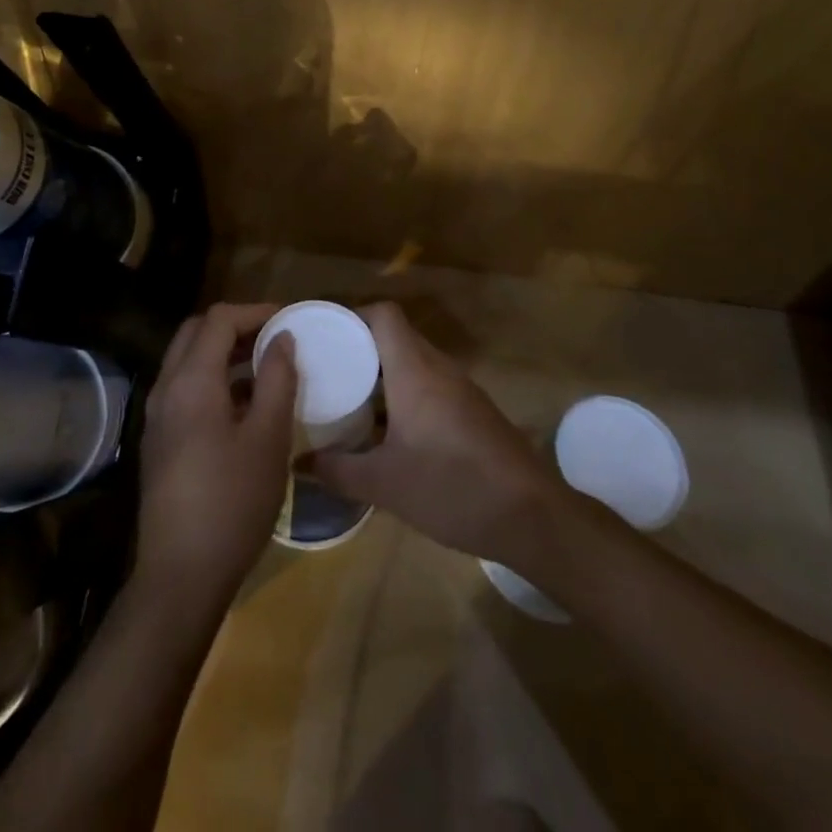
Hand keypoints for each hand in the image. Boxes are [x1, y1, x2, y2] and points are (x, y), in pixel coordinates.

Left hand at [136, 302, 296, 606]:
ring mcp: (157, 416)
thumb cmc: (232, 502)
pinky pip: (184, 388)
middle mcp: (166, 388)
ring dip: (224, 352)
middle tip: (275, 338)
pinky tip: (244, 404)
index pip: (219, 319)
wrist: (180, 575)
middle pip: (196, 333)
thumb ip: (276, 380)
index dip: (255, 311)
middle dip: (236, 326)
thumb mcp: (267, 438)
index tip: (289, 319)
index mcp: (191, 381)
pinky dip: (213, 378)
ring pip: (187, 360)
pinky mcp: (159, 440)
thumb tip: (282, 339)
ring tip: (266, 366)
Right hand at [304, 301, 562, 563]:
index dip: (352, 316)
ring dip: (382, 374)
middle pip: (396, 337)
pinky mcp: (473, 411)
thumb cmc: (452, 488)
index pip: (384, 315)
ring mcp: (460, 389)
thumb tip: (299, 463)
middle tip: (326, 370)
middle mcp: (439, 369)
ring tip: (348, 398)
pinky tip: (387, 430)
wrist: (532, 516)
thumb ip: (338, 470)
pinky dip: (404, 394)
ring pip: (414, 362)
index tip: (323, 336)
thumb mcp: (385, 484)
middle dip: (360, 347)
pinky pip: (430, 385)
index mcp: (415, 370)